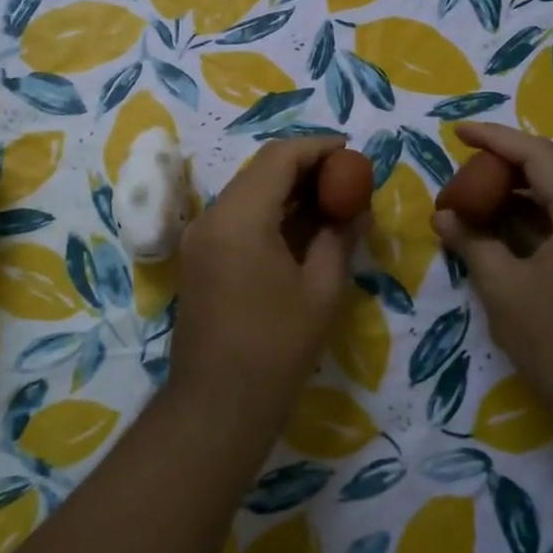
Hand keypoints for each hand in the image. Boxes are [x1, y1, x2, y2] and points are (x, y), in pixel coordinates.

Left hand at [169, 137, 360, 428]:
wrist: (216, 404)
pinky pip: (235, 217)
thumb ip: (339, 238)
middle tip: (345, 179)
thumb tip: (357, 208)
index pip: (280, 158)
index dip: (318, 148)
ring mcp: (198, 237)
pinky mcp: (196, 257)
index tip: (351, 153)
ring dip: (285, 190)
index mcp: (240, 218)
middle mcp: (211, 217)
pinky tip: (298, 228)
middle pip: (260, 171)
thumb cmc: (277, 349)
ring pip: (246, 192)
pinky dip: (267, 213)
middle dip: (304, 167)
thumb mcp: (322, 290)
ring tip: (329, 202)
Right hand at [429, 123, 552, 428]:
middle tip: (476, 162)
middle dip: (518, 155)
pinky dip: (544, 209)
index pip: (539, 155)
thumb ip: (472, 242)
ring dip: (532, 181)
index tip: (458, 131)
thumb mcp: (503, 288)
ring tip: (488, 191)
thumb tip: (443, 215)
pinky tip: (511, 225)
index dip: (495, 139)